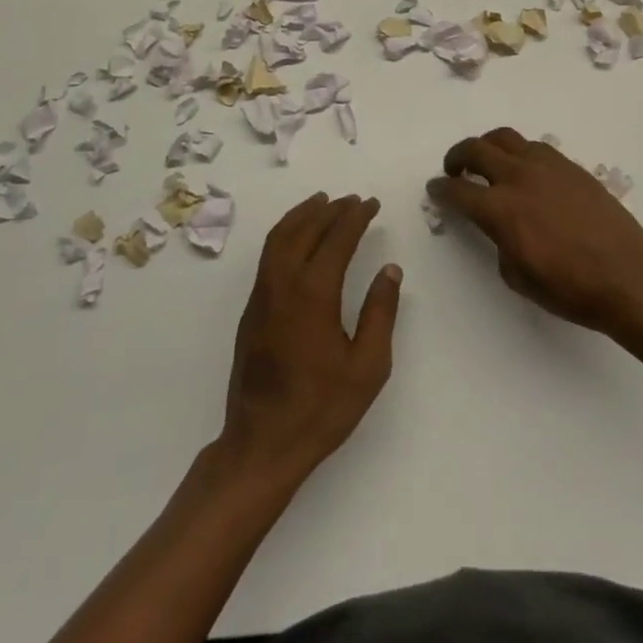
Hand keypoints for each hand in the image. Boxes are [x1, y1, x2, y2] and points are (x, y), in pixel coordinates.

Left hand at [218, 193, 400, 486]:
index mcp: (313, 293)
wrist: (262, 443)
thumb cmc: (321, 408)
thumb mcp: (368, 366)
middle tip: (352, 199)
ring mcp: (262, 295)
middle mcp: (283, 283)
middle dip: (330, 209)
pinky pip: (268, 254)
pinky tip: (297, 238)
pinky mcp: (251, 309)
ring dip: (302, 215)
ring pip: (280, 237)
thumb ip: (380, 313)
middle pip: (305, 230)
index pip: (336, 239)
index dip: (355, 217)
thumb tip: (390, 270)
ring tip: (322, 202)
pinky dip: (285, 233)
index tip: (371, 203)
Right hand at [429, 128, 642, 341]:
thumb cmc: (569, 288)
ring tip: (488, 162)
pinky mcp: (571, 166)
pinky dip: (520, 153)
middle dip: (457, 157)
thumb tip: (500, 225)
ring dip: (488, 147)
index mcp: (500, 209)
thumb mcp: (517, 275)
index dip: (441, 189)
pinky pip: (536, 147)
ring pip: (506, 138)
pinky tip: (525, 172)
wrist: (627, 277)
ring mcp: (547, 166)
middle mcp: (519, 177)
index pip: (458, 190)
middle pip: (476, 149)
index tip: (435, 188)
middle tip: (454, 169)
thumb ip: (499, 240)